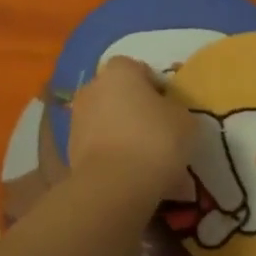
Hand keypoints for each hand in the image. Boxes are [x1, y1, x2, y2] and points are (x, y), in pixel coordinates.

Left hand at [67, 56, 196, 192]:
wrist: (114, 185)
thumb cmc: (155, 140)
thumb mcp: (185, 120)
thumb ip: (175, 109)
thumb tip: (168, 113)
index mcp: (120, 72)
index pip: (139, 69)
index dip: (155, 87)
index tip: (169, 108)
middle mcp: (93, 88)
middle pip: (119, 94)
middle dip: (135, 109)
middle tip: (158, 132)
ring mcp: (77, 119)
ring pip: (108, 121)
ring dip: (123, 133)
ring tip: (146, 159)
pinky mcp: (70, 149)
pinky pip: (99, 145)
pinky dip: (112, 155)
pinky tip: (131, 174)